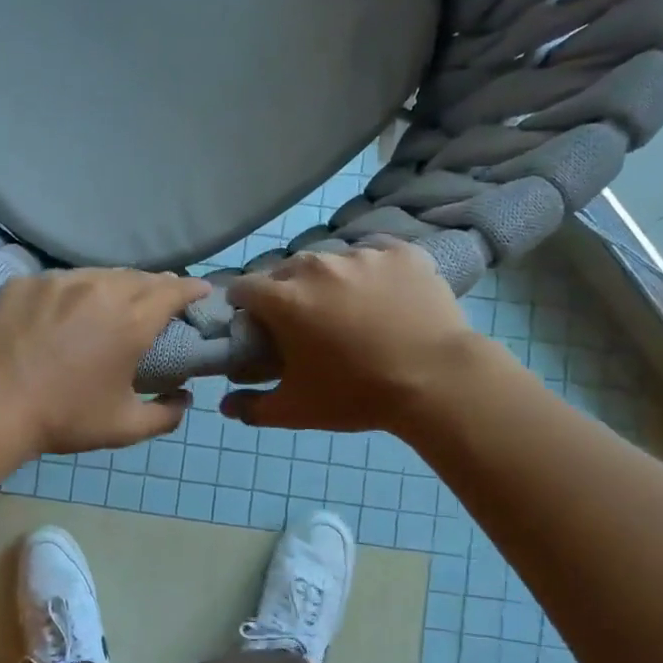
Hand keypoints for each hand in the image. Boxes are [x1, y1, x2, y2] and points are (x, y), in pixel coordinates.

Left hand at [0, 269, 209, 459]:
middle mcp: (100, 290)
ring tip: (113, 300)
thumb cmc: (65, 418)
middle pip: (138, 277)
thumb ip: (165, 414)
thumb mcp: (124, 428)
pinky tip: (64, 309)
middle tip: (160, 299)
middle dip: (156, 286)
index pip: (173, 291)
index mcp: (131, 321)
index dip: (192, 289)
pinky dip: (71, 292)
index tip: (202, 291)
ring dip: (114, 285)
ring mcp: (58, 281)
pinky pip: (58, 281)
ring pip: (98, 274)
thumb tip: (184, 399)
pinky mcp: (24, 282)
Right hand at [221, 241, 486, 434]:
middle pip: (286, 272)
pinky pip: (375, 254)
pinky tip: (385, 297)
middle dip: (287, 294)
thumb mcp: (297, 410)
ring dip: (330, 281)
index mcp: (284, 298)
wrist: (438, 381)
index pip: (244, 288)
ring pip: (331, 261)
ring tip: (352, 311)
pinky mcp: (401, 252)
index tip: (258, 327)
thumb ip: (253, 407)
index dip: (245, 307)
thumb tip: (224, 406)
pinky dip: (372, 272)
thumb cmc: (357, 394)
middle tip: (307, 325)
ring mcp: (361, 254)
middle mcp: (316, 265)